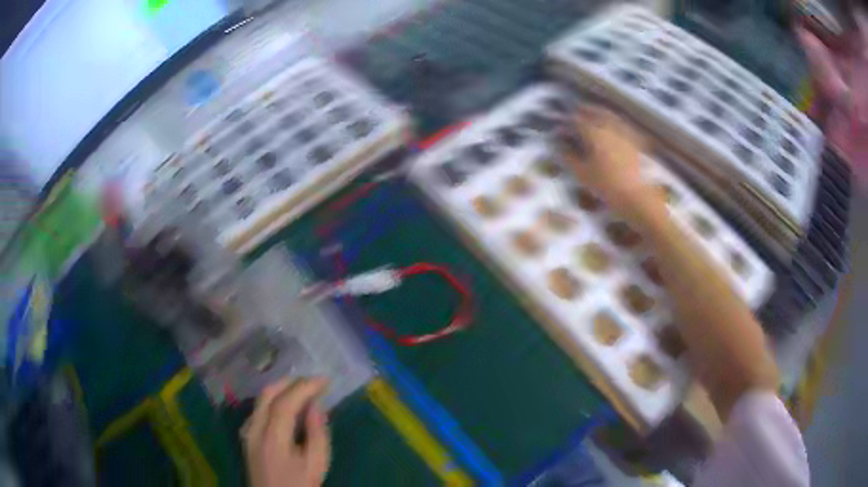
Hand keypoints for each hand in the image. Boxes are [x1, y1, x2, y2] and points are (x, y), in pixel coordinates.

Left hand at [242, 378, 330, 486]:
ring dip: (281, 389)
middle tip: (314, 381)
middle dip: (291, 382)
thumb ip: (317, 433)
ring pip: (260, 400)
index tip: (325, 380)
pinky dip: (273, 400)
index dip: (305, 387)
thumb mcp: (316, 464)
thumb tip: (316, 406)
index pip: (286, 402)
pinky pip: (258, 409)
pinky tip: (285, 405)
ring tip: (303, 389)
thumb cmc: (299, 484)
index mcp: (272, 437)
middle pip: (267, 394)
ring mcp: (247, 431)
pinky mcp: (246, 436)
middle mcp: (254, 428)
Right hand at [558, 106, 662, 223]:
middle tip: (578, 110)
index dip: (569, 120)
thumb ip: (569, 157)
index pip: (578, 119)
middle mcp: (610, 127)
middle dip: (586, 110)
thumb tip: (558, 145)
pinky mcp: (637, 142)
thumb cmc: (606, 186)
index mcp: (594, 132)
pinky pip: (625, 126)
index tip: (562, 123)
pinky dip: (618, 123)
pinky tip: (617, 128)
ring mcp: (625, 133)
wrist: (637, 197)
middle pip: (597, 112)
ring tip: (597, 115)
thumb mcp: (582, 174)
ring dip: (602, 113)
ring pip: (612, 116)